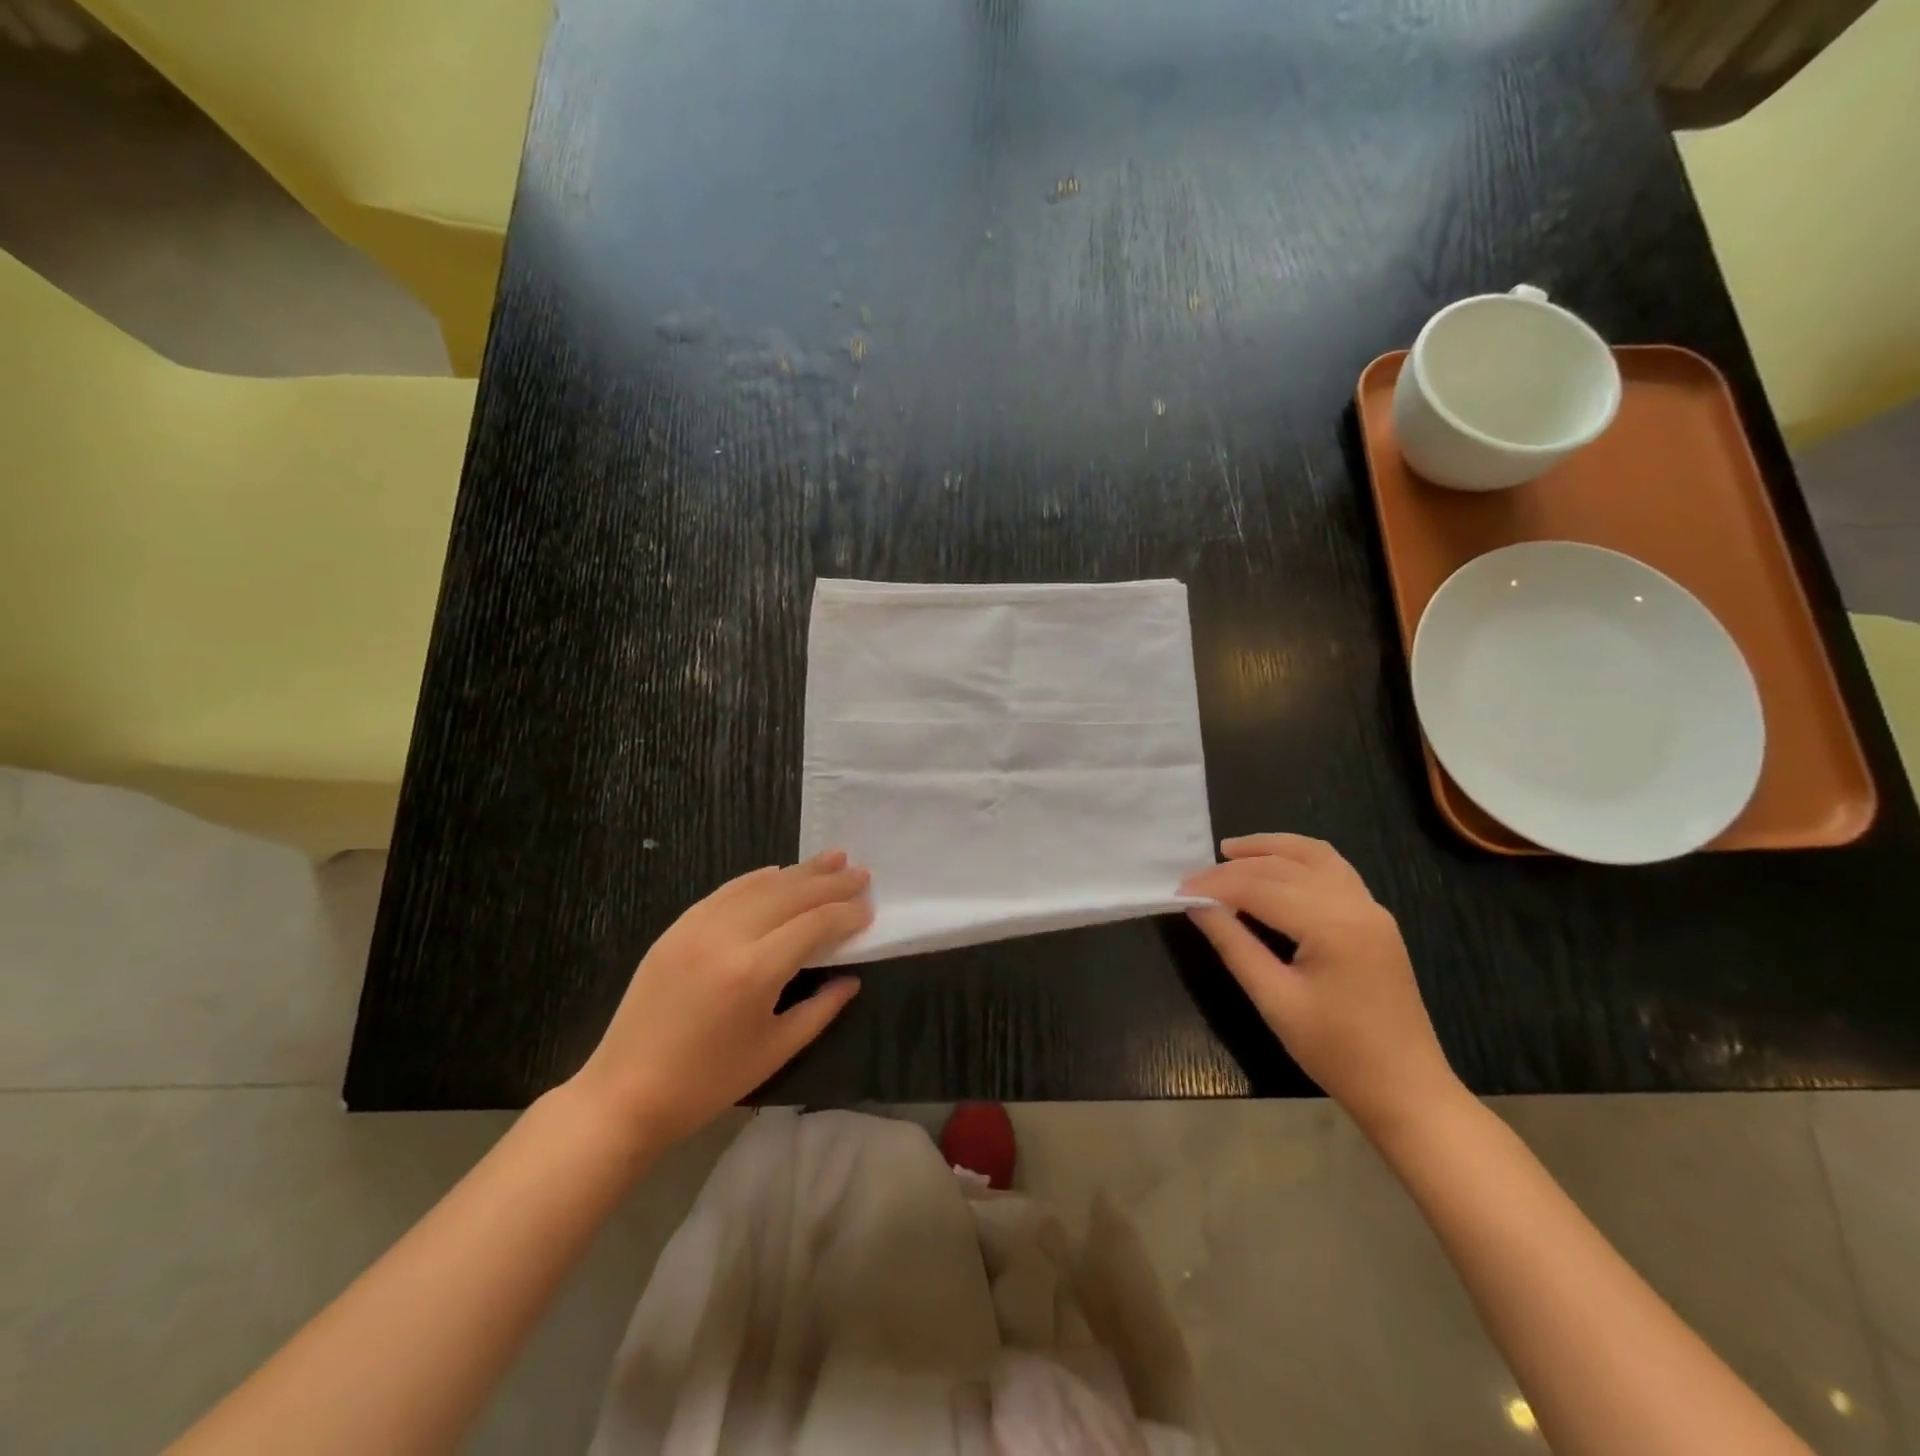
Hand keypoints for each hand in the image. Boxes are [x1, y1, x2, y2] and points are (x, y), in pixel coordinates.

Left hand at [571, 850, 871, 1146]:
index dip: (845, 913)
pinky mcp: (677, 928)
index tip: (869, 907)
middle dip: (830, 882)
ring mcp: (696, 927)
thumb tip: (851, 978)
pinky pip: (726, 891)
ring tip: (832, 859)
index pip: (813, 925)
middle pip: (790, 895)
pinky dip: (758, 878)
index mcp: (754, 971)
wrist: (624, 1094)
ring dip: (799, 871)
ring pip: (759, 885)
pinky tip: (779, 872)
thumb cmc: (707, 1083)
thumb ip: (820, 1010)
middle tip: (861, 873)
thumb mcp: (775, 1051)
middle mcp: (727, 936)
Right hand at [1182, 834, 1459, 1138]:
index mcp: (1332, 926)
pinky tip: (1275, 864)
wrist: (1406, 1089)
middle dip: (1235, 868)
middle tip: (1194, 878)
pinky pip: (1334, 869)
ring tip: (1230, 851)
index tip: (1179, 890)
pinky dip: (1299, 857)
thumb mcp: (1275, 1000)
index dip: (1216, 886)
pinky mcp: (1375, 918)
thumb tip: (1197, 906)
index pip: (1260, 889)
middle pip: (1284, 868)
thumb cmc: (1336, 1052)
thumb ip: (1234, 945)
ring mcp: (1371, 908)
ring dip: (1270, 848)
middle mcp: (1355, 904)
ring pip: (1314, 856)